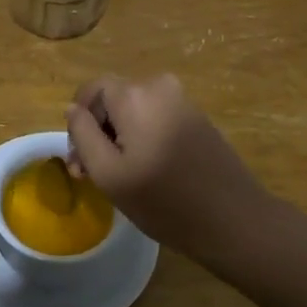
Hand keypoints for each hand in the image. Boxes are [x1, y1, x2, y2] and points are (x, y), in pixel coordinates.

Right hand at [65, 74, 269, 265]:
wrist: (233, 220)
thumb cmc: (163, 201)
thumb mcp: (108, 173)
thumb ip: (83, 135)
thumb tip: (73, 110)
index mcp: (134, 94)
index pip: (91, 90)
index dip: (78, 121)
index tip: (79, 158)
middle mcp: (159, 86)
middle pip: (113, 99)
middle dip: (98, 131)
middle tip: (92, 174)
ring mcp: (182, 101)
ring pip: (135, 111)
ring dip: (119, 137)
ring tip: (118, 177)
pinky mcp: (197, 118)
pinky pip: (157, 118)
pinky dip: (143, 138)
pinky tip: (146, 171)